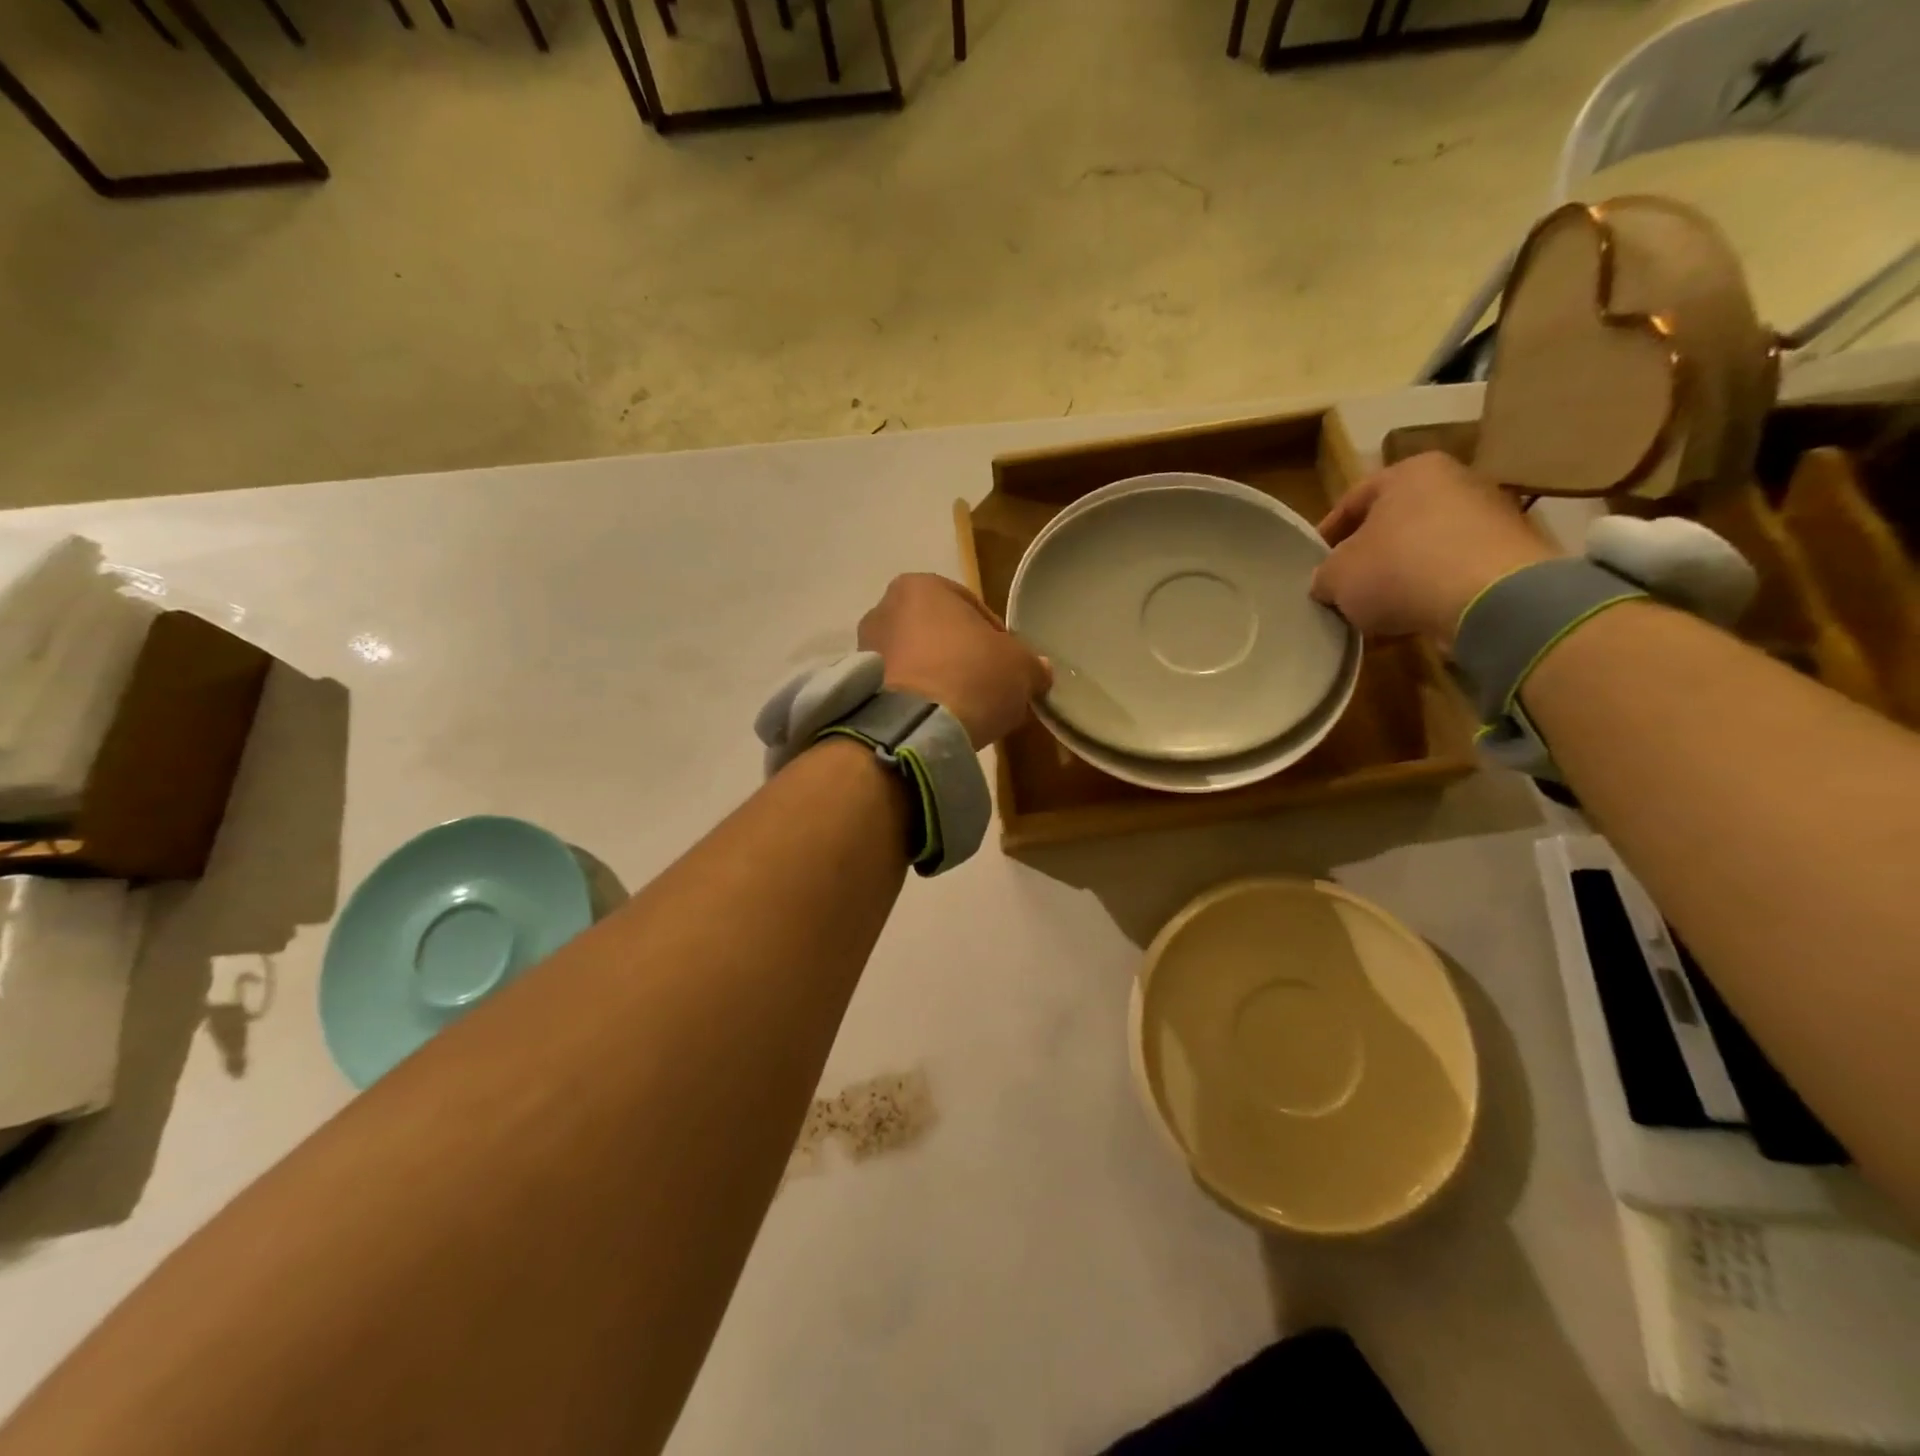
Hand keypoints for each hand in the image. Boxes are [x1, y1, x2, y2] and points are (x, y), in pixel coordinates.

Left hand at [858, 574, 1051, 747]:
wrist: (913, 729)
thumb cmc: (970, 676)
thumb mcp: (1021, 668)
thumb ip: (1032, 664)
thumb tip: (1039, 670)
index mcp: (922, 586)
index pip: (971, 607)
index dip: (996, 638)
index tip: (1008, 666)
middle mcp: (884, 608)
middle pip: (939, 633)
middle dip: (962, 657)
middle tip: (987, 687)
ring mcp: (865, 648)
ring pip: (917, 660)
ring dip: (939, 679)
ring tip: (963, 709)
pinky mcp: (858, 687)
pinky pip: (898, 688)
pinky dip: (917, 700)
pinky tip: (938, 722)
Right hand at [1311, 452, 1556, 644]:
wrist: (1491, 598)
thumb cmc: (1399, 569)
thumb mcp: (1336, 576)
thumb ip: (1325, 575)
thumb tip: (1328, 582)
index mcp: (1410, 471)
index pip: (1353, 500)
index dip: (1327, 535)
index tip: (1316, 564)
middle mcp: (1456, 480)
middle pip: (1395, 521)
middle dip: (1370, 555)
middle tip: (1346, 587)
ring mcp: (1491, 515)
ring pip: (1427, 546)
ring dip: (1402, 575)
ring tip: (1380, 609)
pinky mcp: (1512, 552)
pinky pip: (1456, 570)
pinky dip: (1434, 589)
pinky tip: (1415, 616)